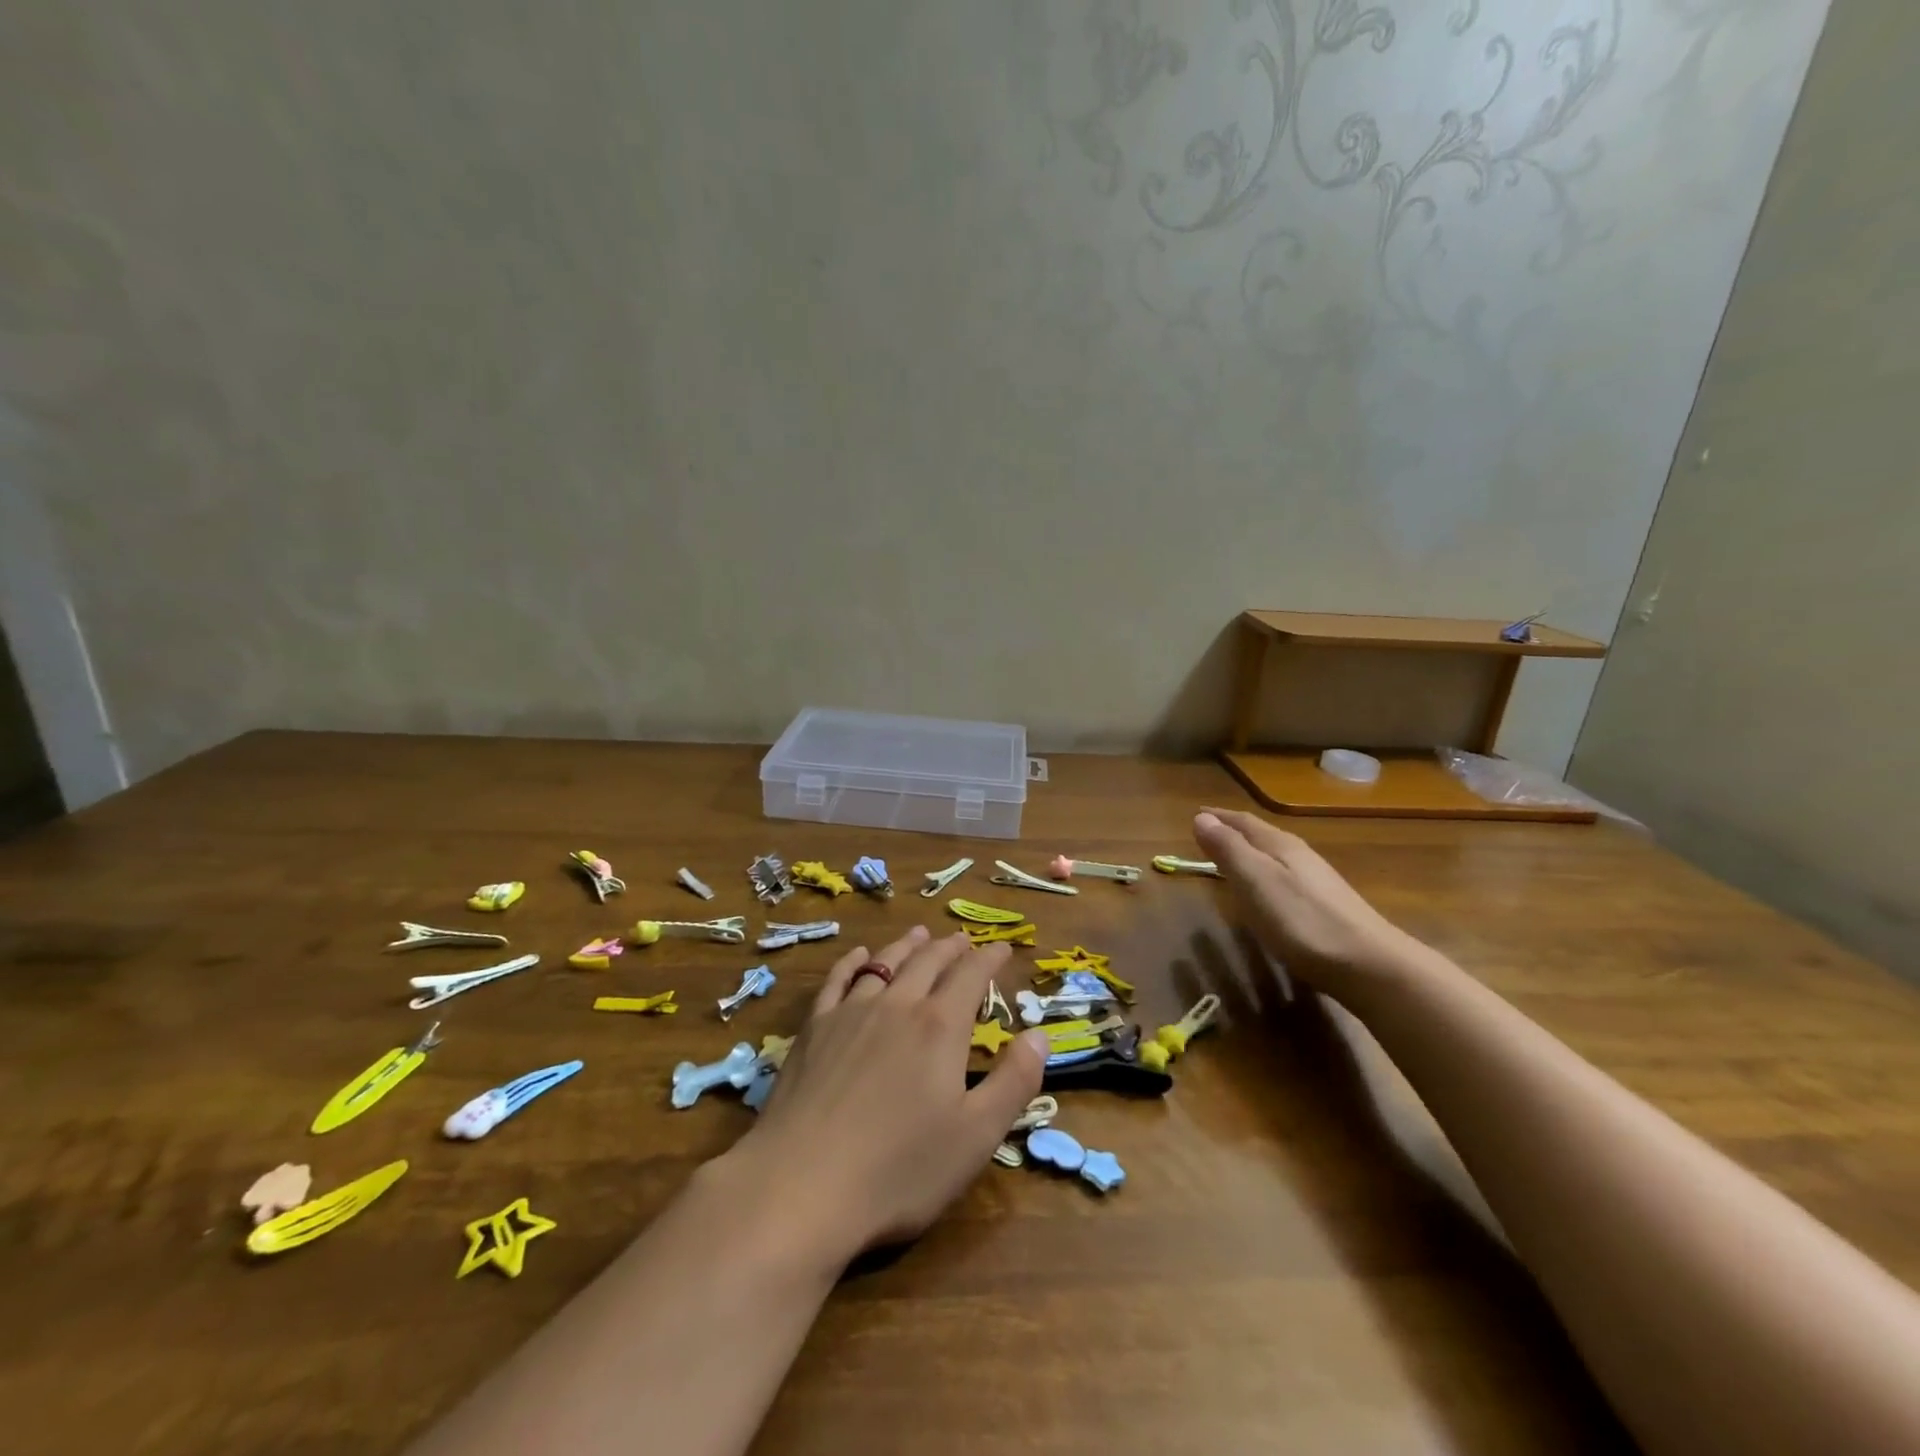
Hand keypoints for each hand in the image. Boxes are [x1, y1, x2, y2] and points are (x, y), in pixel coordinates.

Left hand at [720, 926, 1049, 1264]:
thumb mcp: (976, 1136)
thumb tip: (1040, 1035)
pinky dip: (853, 963)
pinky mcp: (814, 1029)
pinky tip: (859, 956)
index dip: (990, 958)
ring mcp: (851, 1013)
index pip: (971, 976)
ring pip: (885, 963)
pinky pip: (838, 980)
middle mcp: (897, 1005)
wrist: (801, 1186)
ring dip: (907, 946)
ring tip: (920, 935)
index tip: (1003, 948)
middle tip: (964, 940)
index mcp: (939, 1026)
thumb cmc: (899, 1170)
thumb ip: (1014, 1082)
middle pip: (929, 962)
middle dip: (951, 948)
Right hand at [1193, 808, 1417, 994]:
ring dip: (1251, 852)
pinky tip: (1268, 891)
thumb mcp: (1256, 882)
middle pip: (1262, 835)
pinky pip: (1286, 877)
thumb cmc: (1302, 920)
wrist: (1369, 965)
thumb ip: (1229, 850)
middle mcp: (1300, 856)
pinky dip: (1266, 874)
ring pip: (1276, 856)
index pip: (1244, 822)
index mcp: (1280, 846)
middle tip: (1209, 833)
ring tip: (1232, 858)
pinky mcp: (1327, 906)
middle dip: (1234, 832)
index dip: (1219, 818)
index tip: (1196, 814)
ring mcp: (1317, 881)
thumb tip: (1202, 818)